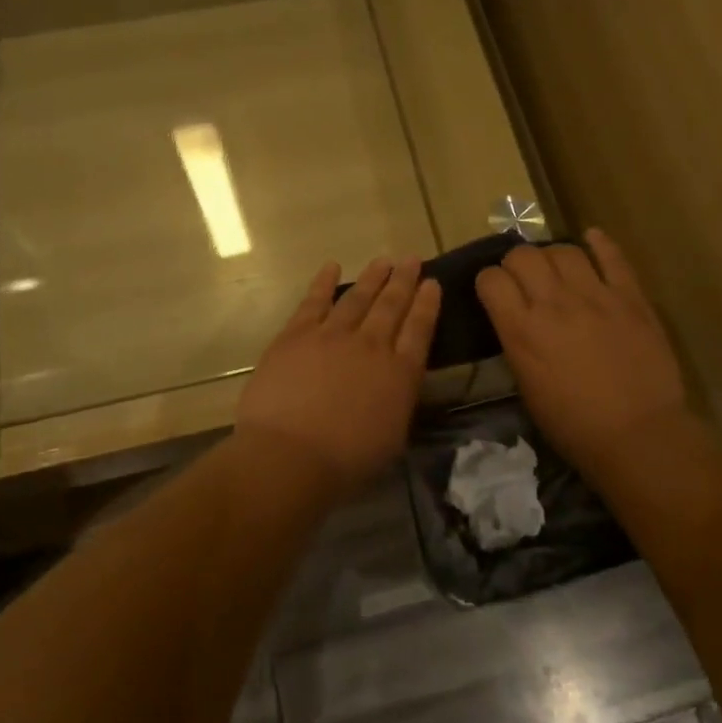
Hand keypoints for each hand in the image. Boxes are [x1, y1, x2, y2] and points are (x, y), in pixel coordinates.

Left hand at [235, 257, 441, 493]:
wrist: (289, 456)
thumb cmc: (345, 462)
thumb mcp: (391, 437)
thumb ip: (397, 400)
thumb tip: (396, 381)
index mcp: (399, 373)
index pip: (420, 329)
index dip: (427, 304)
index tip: (432, 283)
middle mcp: (371, 345)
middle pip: (391, 305)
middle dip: (404, 280)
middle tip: (411, 259)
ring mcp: (332, 335)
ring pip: (358, 297)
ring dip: (372, 277)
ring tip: (383, 261)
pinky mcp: (297, 335)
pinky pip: (314, 300)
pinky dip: (324, 281)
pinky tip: (332, 266)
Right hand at [475, 228, 691, 480]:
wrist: (639, 436)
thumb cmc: (574, 425)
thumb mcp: (527, 386)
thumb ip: (518, 343)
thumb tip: (517, 320)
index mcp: (522, 330)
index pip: (491, 279)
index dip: (489, 281)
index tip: (495, 292)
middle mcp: (553, 303)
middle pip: (523, 255)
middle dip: (516, 262)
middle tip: (524, 279)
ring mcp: (595, 296)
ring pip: (564, 250)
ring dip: (553, 256)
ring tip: (557, 268)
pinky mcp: (631, 297)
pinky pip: (612, 257)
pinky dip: (600, 244)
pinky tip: (592, 238)